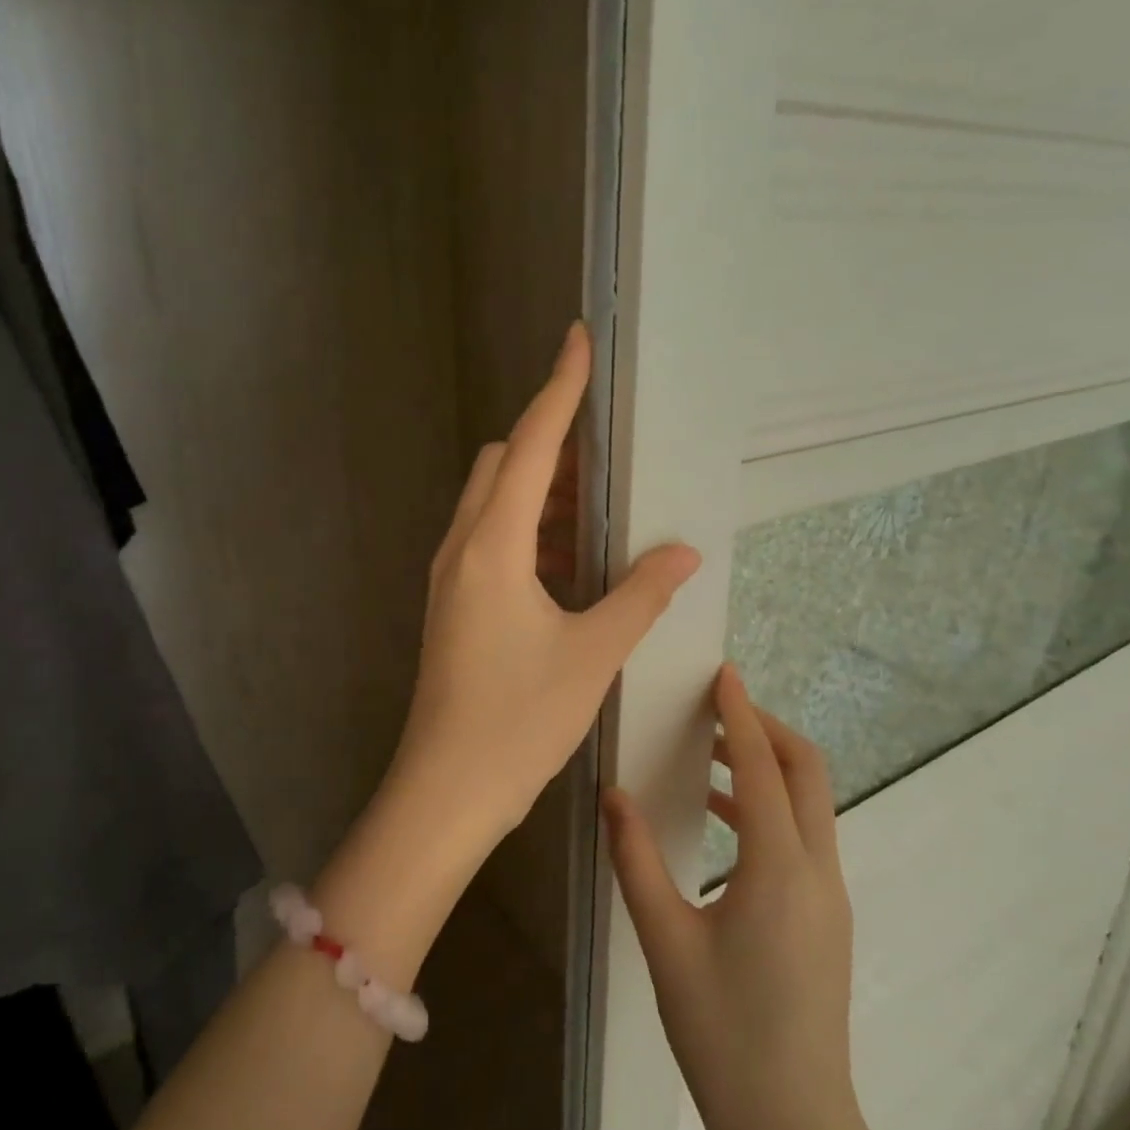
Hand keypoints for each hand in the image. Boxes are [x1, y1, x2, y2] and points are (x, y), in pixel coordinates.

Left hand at [388, 321, 699, 849]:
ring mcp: (451, 575)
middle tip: (608, 456)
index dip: (558, 389)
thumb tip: (682, 551)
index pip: (531, 444)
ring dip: (542, 492)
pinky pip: (490, 540)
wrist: (447, 789)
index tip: (577, 341)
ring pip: (494, 502)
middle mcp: (463, 546)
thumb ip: (640, 593)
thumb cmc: (519, 720)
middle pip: (504, 463)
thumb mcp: (593, 654)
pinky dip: (529, 531)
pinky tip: (570, 564)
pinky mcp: (452, 602)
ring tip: (599, 510)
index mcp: (494, 544)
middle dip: (552, 444)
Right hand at [604, 666, 914, 1129]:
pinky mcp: (824, 916)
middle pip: (808, 772)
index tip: (723, 674)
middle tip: (715, 710)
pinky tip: (722, 818)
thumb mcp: (666, 942)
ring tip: (711, 754)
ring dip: (768, 766)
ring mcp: (829, 896)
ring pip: (810, 803)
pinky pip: (803, 835)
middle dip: (767, 729)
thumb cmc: (724, 1035)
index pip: (765, 767)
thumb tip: (612, 793)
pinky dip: (769, 805)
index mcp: (780, 870)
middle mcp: (817, 871)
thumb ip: (636, 859)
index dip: (742, 714)